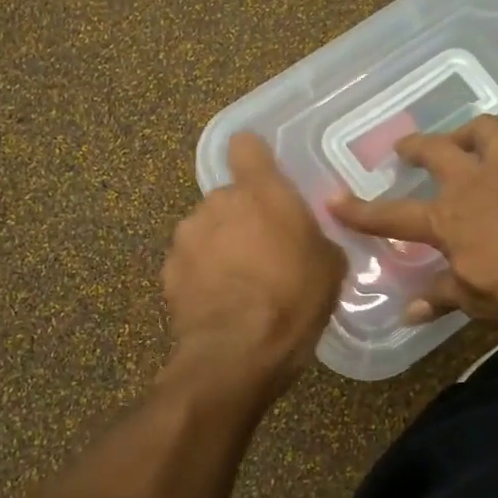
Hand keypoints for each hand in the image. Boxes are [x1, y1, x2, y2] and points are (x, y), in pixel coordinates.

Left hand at [162, 133, 345, 390]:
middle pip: (228, 197)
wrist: (237, 352)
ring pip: (206, 229)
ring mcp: (187, 236)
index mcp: (260, 191)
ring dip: (219, 245)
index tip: (264, 177)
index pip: (246, 146)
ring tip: (239, 282)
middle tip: (263, 251)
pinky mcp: (168, 270)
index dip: (254, 158)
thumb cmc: (294, 299)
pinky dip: (201, 274)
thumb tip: (307, 237)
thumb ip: (315, 236)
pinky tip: (218, 302)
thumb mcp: (330, 266)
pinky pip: (189, 261)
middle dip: (242, 217)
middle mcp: (217, 202)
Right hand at [330, 115, 497, 354]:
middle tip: (405, 151)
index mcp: (449, 218)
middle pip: (434, 150)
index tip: (332, 199)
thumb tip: (410, 312)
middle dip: (414, 148)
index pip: (392, 214)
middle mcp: (475, 181)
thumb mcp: (479, 301)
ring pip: (483, 130)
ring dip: (467, 133)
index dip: (359, 210)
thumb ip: (442, 296)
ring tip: (465, 141)